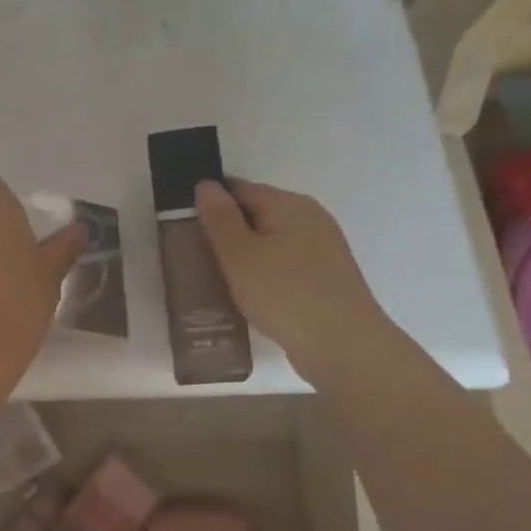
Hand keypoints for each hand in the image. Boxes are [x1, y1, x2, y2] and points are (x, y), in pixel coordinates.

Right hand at [195, 178, 388, 383]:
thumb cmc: (284, 294)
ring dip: (246, 256)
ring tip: (220, 281)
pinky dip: (265, 273)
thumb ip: (220, 218)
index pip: (239, 189)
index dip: (210, 206)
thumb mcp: (239, 255)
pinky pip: (286, 264)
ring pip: (271, 241)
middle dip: (227, 232)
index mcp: (289, 204)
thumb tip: (206, 184)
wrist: (343, 346)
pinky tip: (251, 296)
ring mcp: (323, 248)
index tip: (187, 231)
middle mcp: (311, 217)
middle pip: (257, 214)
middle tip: (198, 259)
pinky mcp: (327, 277)